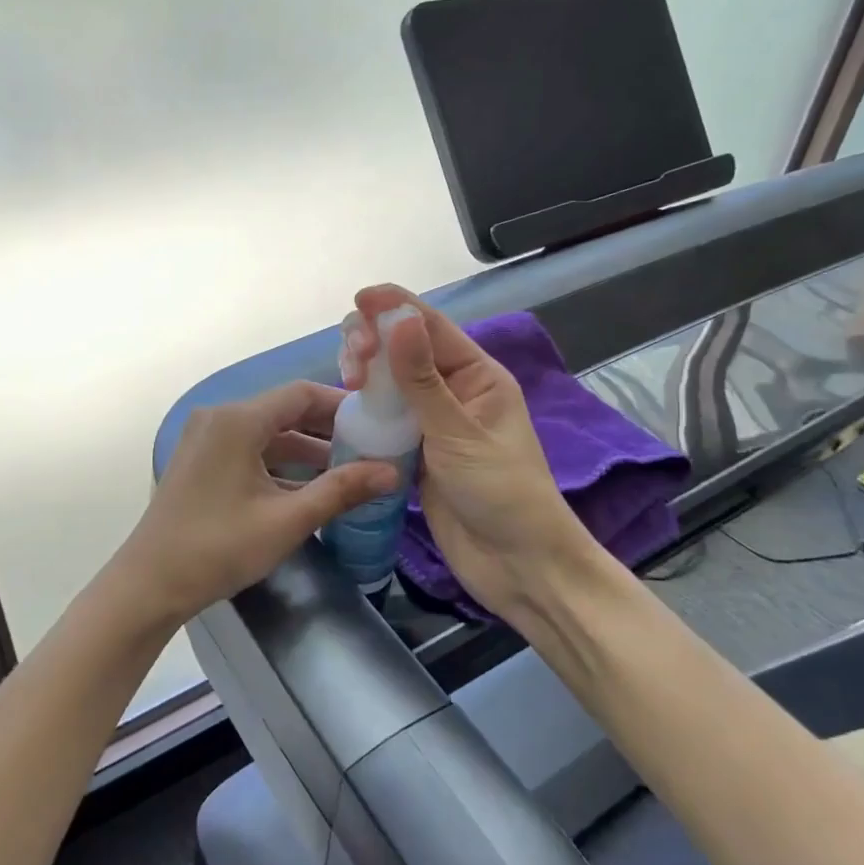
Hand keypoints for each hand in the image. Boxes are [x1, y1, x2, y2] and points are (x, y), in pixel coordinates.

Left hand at [115, 382, 399, 628]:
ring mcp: (205, 440)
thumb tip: (392, 472)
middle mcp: (219, 418)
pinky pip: (248, 450)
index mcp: (237, 420)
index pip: (301, 394)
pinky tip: (307, 487)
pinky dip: (279, 463)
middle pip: (283, 410)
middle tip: (370, 446)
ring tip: (348, 470)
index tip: (377, 421)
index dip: (341, 405)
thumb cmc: (219, 548)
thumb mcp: (287, 520)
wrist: (149, 585)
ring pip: (266, 433)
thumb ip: (340, 490)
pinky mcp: (200, 461)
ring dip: (304, 449)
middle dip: (327, 429)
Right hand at [348, 285, 603, 618]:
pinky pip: (385, 420)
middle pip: (405, 350)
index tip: (360, 298)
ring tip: (348, 383)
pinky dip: (365, 410)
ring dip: (367, 375)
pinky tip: (346, 409)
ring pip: (390, 384)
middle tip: (352, 365)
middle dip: (374, 343)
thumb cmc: (501, 494)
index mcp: (477, 376)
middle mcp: (453, 392)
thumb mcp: (459, 434)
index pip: (431, 327)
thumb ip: (423, 380)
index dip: (395, 307)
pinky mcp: (415, 453)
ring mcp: (432, 424)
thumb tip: (399, 319)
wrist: (517, 566)